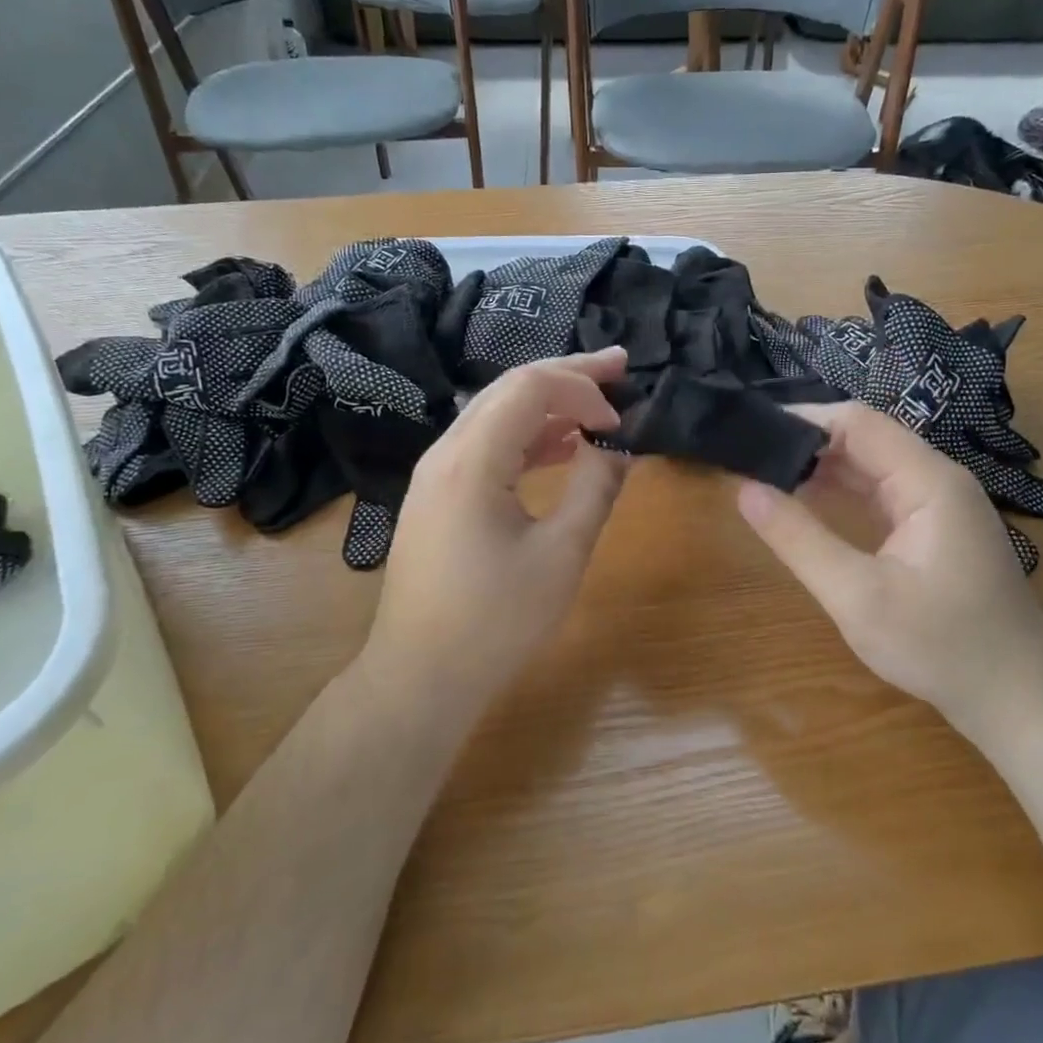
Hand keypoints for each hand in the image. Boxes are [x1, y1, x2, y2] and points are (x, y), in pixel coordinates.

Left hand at [357, 347, 630, 713]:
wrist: (420, 675)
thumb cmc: (495, 621)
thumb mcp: (561, 555)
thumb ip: (595, 489)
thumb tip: (617, 446)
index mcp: (471, 459)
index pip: (530, 387)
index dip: (583, 387)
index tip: (622, 417)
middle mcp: (446, 452)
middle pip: (509, 388)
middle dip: (567, 375)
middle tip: (620, 366)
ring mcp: (436, 474)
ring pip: (496, 414)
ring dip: (548, 405)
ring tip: (598, 405)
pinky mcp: (438, 497)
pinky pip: (486, 446)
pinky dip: (528, 438)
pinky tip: (561, 448)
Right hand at [736, 401, 1042, 739]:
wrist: (1016, 698)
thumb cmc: (939, 646)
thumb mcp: (857, 596)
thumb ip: (799, 539)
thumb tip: (745, 489)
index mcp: (928, 480)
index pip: (857, 422)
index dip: (803, 421)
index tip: (751, 436)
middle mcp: (937, 479)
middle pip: (864, 438)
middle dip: (807, 444)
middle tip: (748, 459)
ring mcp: (938, 505)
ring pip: (871, 466)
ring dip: (821, 468)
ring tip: (765, 477)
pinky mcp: (934, 529)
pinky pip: (880, 493)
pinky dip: (841, 493)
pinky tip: (806, 505)